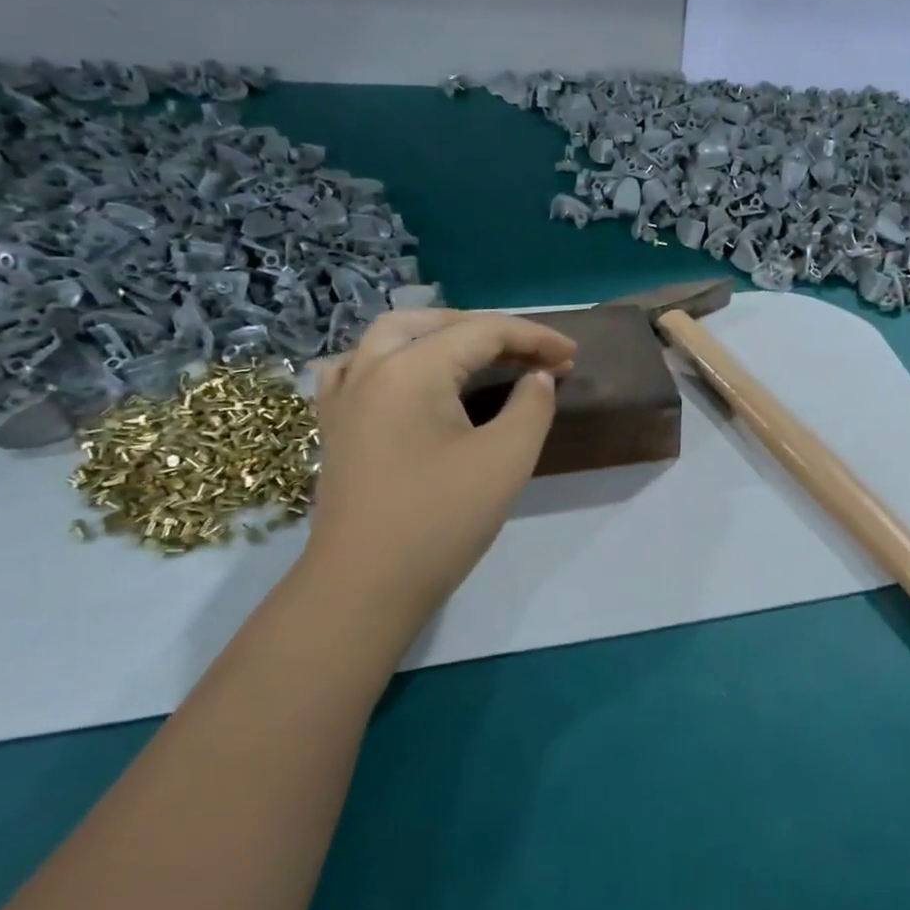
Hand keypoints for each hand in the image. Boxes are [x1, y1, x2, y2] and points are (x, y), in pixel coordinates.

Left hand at [303, 310, 575, 614]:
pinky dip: (394, 358)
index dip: (534, 338)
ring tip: (479, 354)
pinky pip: (360, 366)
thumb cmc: (441, 520)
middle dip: (490, 331)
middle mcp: (370, 368)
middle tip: (534, 354)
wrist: (366, 586)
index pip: (483, 333)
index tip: (573, 355)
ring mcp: (344, 396)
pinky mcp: (336, 425)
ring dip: (441, 335)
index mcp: (411, 369)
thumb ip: (532, 406)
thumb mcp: (505, 459)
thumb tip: (538, 377)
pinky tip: (409, 375)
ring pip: (392, 337)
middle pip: (435, 323)